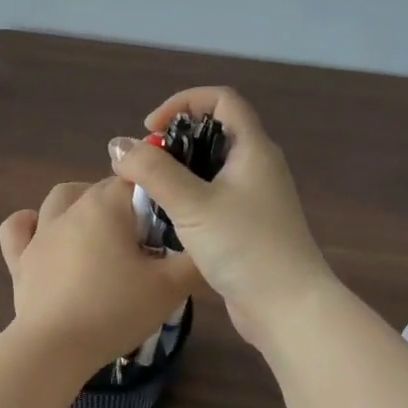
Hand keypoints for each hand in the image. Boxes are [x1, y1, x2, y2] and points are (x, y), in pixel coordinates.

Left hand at [0, 177, 198, 368]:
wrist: (56, 348)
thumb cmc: (116, 310)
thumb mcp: (170, 288)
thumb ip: (194, 262)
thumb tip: (207, 246)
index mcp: (106, 206)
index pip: (135, 179)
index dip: (156, 196)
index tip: (169, 223)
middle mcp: (70, 209)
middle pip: (100, 188)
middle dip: (123, 203)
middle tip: (142, 240)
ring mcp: (40, 233)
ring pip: (59, 198)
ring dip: (79, 204)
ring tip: (99, 231)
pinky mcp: (19, 260)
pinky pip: (17, 228)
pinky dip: (29, 224)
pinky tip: (42, 235)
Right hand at [107, 87, 335, 352]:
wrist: (288, 308)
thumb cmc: (244, 246)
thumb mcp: (192, 204)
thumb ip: (153, 171)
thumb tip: (119, 146)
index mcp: (253, 148)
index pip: (221, 99)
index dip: (184, 102)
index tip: (153, 129)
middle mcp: (258, 166)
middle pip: (214, 132)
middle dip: (175, 141)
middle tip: (146, 165)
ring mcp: (256, 198)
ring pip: (211, 168)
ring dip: (179, 172)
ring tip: (151, 193)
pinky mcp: (249, 226)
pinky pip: (214, 197)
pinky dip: (189, 198)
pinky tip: (169, 221)